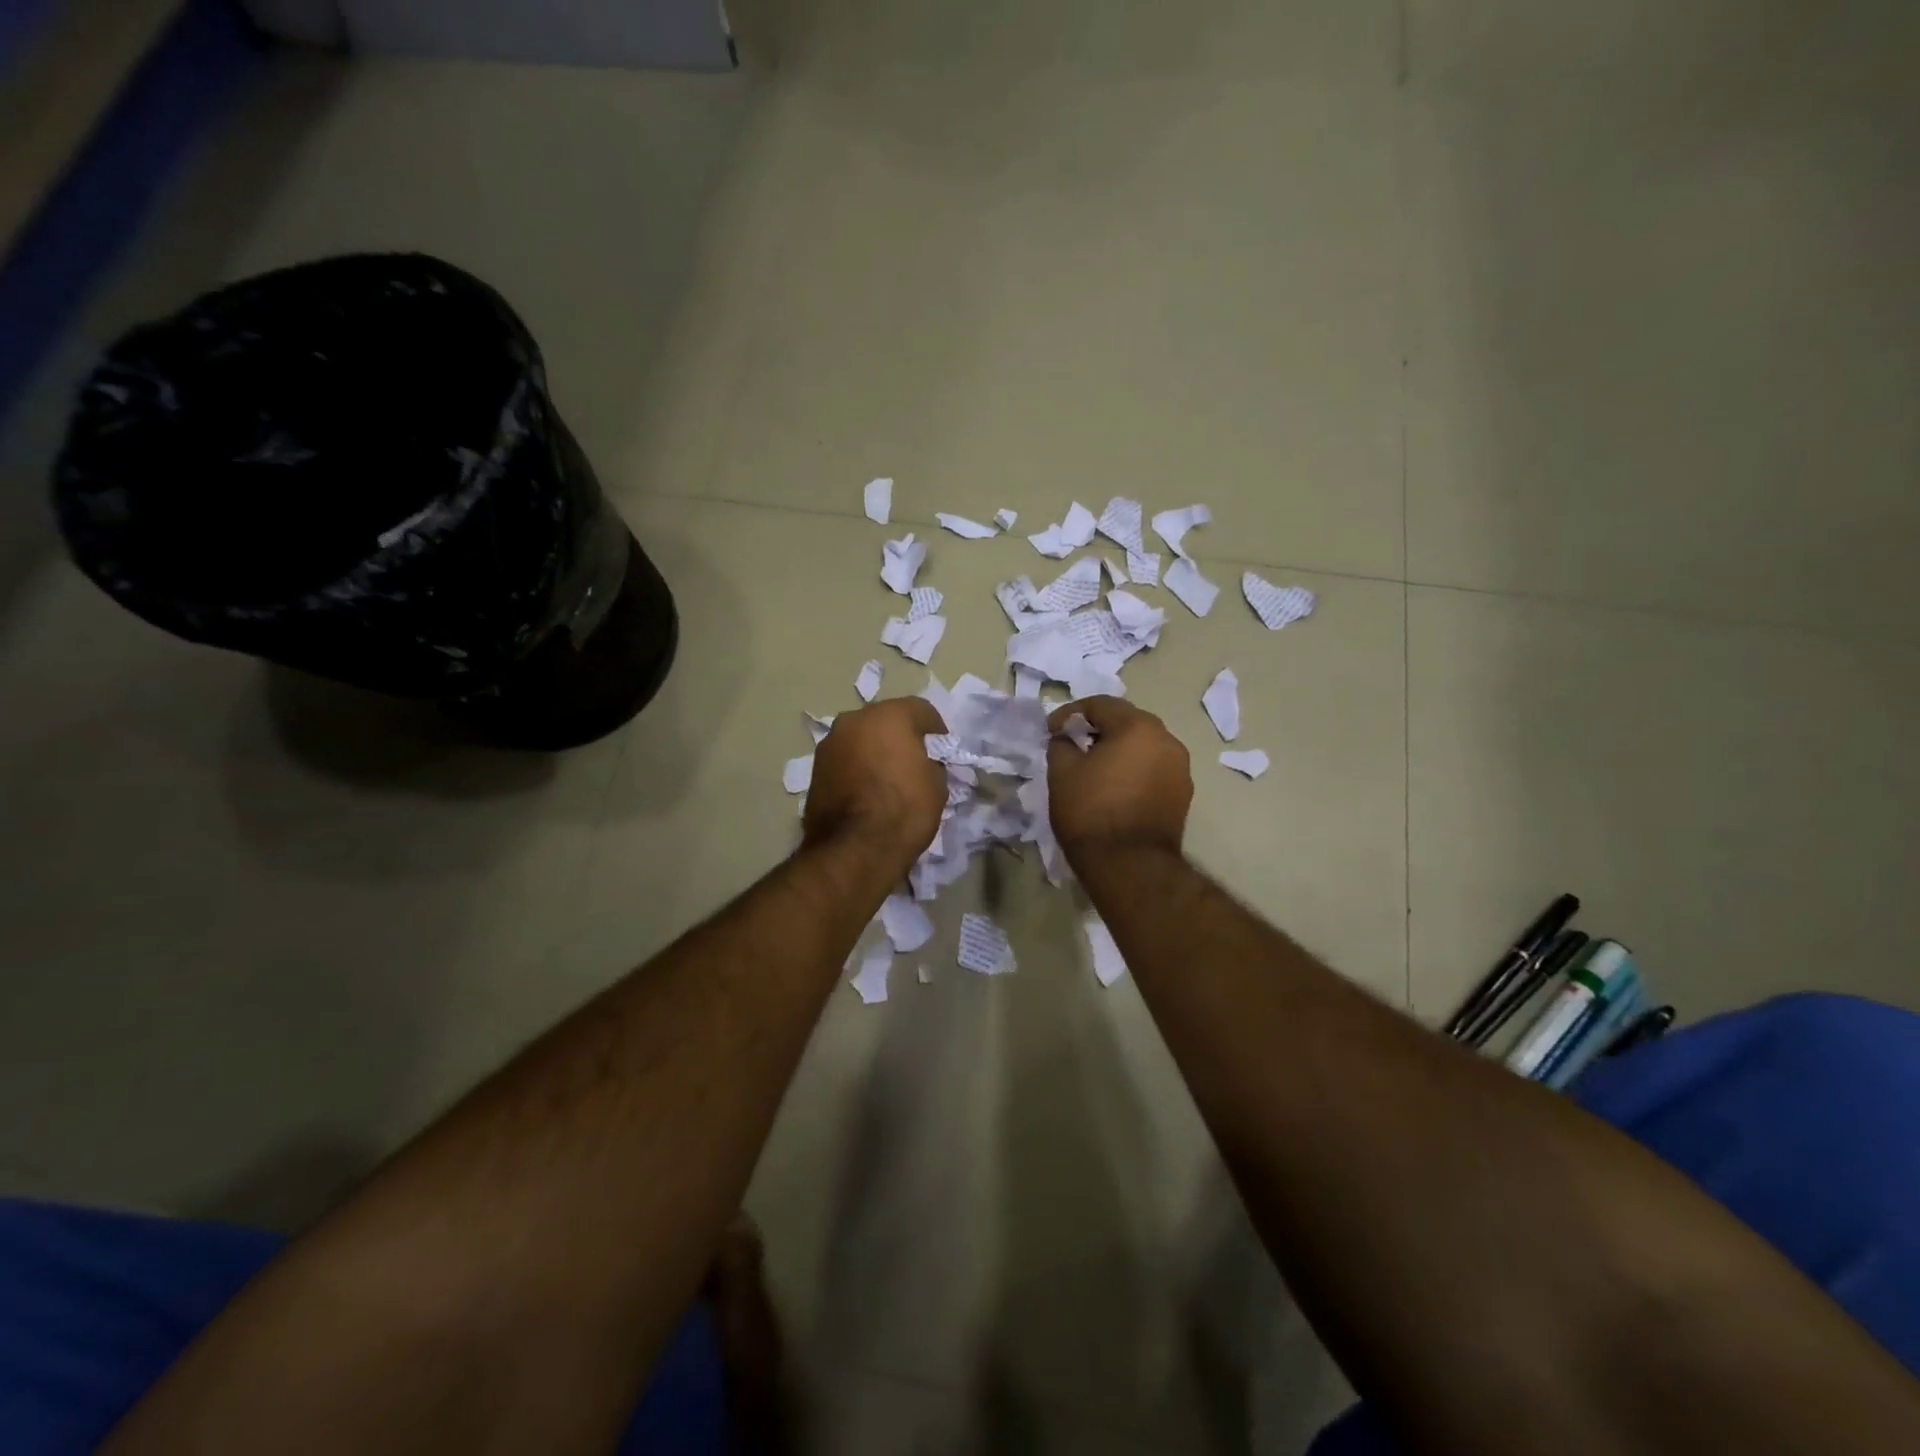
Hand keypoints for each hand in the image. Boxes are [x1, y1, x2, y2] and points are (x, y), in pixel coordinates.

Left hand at [803, 696, 948, 876]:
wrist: (854, 849)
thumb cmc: (904, 810)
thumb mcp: (937, 784)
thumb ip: (931, 762)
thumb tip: (922, 763)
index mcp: (889, 715)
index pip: (921, 710)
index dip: (936, 731)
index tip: (942, 752)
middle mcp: (855, 719)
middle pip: (886, 720)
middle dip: (901, 736)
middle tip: (913, 762)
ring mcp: (830, 743)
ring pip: (861, 738)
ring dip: (874, 750)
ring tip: (886, 779)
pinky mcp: (815, 768)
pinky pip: (845, 759)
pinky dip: (856, 767)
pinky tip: (866, 791)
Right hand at [1046, 696, 1191, 864]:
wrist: (1130, 866)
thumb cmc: (1091, 812)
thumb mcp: (1061, 773)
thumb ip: (1062, 744)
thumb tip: (1066, 738)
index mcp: (1138, 727)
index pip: (1101, 704)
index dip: (1070, 713)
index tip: (1052, 731)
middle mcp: (1166, 739)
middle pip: (1127, 720)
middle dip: (1098, 728)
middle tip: (1073, 743)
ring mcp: (1180, 768)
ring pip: (1144, 745)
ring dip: (1119, 748)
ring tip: (1094, 766)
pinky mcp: (1183, 793)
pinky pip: (1154, 768)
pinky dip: (1134, 769)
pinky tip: (1115, 787)